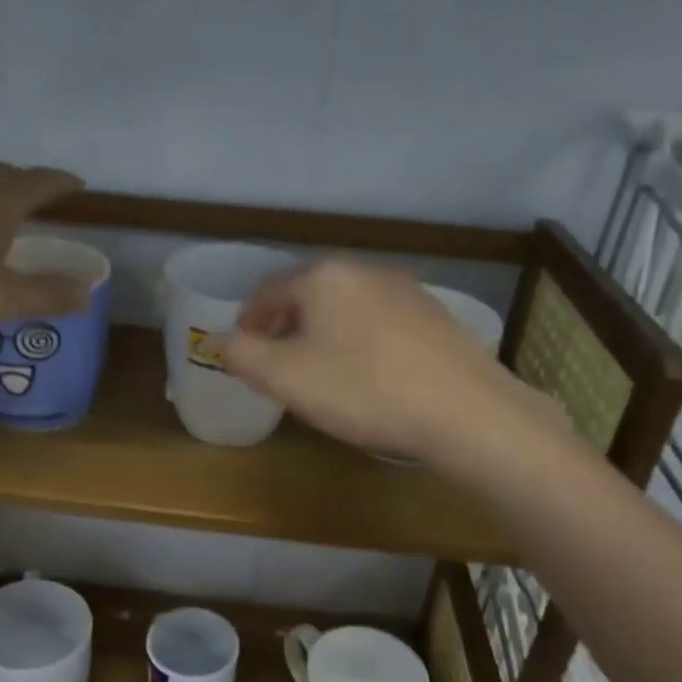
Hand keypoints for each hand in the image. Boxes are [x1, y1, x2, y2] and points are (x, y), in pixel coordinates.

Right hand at [221, 259, 566, 464]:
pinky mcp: (434, 315)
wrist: (464, 411)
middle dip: (285, 326)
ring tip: (319, 370)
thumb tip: (216, 340)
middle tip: (276, 362)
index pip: (268, 290)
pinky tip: (367, 373)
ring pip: (345, 307)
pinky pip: (378, 321)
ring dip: (322, 332)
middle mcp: (364, 270)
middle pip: (308, 294)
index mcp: (323, 276)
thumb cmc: (362, 389)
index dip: (247, 320)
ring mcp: (405, 290)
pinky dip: (358, 340)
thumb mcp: (286, 377)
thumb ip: (242, 355)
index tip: (241, 349)